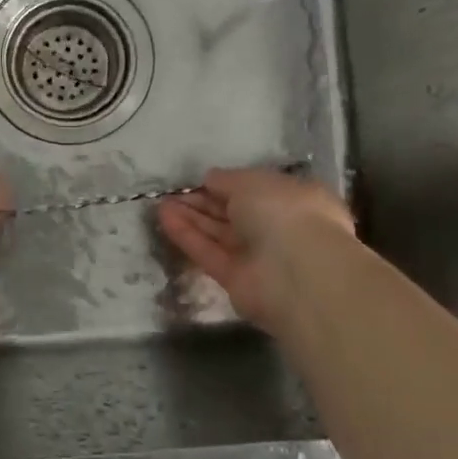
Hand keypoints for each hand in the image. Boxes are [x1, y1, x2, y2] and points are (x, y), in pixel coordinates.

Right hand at [158, 167, 356, 329]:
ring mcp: (257, 256)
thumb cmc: (283, 211)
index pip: (255, 190)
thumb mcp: (251, 181)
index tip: (200, 179)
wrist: (297, 271)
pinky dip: (187, 235)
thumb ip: (227, 179)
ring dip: (190, 217)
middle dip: (203, 202)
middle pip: (233, 213)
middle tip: (172, 193)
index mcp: (293, 199)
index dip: (227, 184)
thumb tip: (210, 179)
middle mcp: (276, 227)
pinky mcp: (236, 279)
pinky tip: (164, 218)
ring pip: (218, 233)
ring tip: (160, 203)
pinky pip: (208, 252)